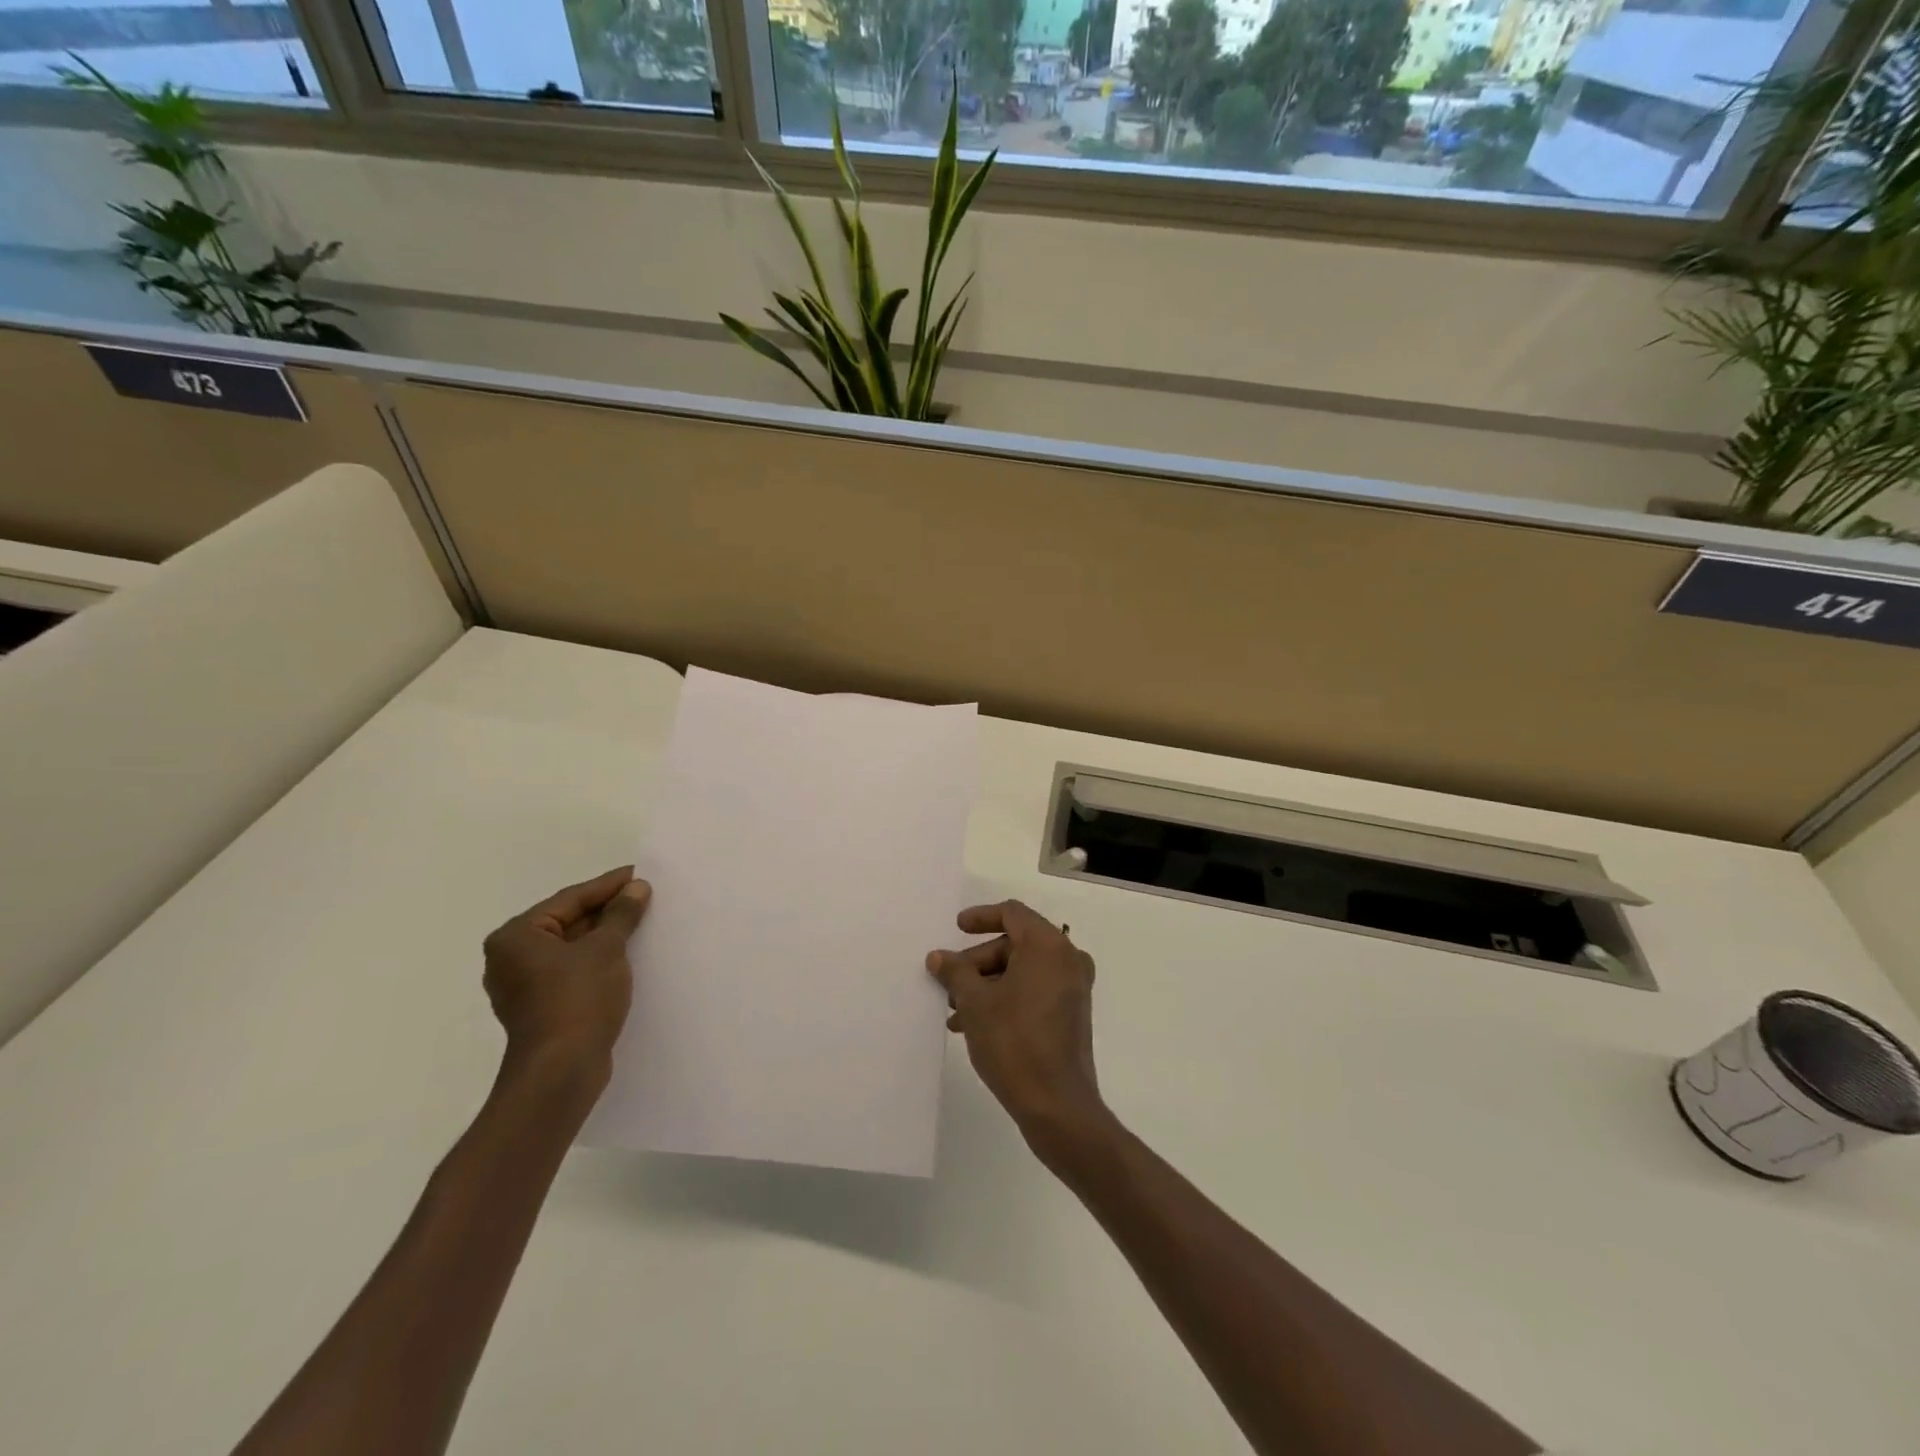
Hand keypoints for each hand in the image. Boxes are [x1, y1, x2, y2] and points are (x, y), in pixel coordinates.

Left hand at [482, 867, 651, 1082]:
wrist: (562, 1071)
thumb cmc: (578, 999)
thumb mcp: (606, 948)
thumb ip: (621, 914)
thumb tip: (636, 888)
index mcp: (516, 936)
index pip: (570, 899)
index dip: (608, 885)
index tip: (640, 874)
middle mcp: (511, 958)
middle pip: (568, 922)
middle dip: (607, 911)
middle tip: (644, 896)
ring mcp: (524, 986)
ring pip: (572, 948)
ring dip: (605, 937)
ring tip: (641, 922)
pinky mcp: (541, 1008)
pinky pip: (573, 971)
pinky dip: (598, 960)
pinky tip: (627, 956)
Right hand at [927, 900, 1107, 1155]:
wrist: (1057, 1106)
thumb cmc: (1014, 1043)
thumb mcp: (976, 1003)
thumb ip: (956, 972)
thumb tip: (939, 956)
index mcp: (1048, 946)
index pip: (1012, 913)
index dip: (980, 917)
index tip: (956, 929)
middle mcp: (1067, 959)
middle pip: (1015, 943)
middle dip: (978, 961)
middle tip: (949, 984)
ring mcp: (1073, 988)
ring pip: (1022, 970)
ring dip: (988, 984)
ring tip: (956, 1012)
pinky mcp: (1071, 1013)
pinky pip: (1034, 990)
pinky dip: (1006, 998)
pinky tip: (976, 1025)